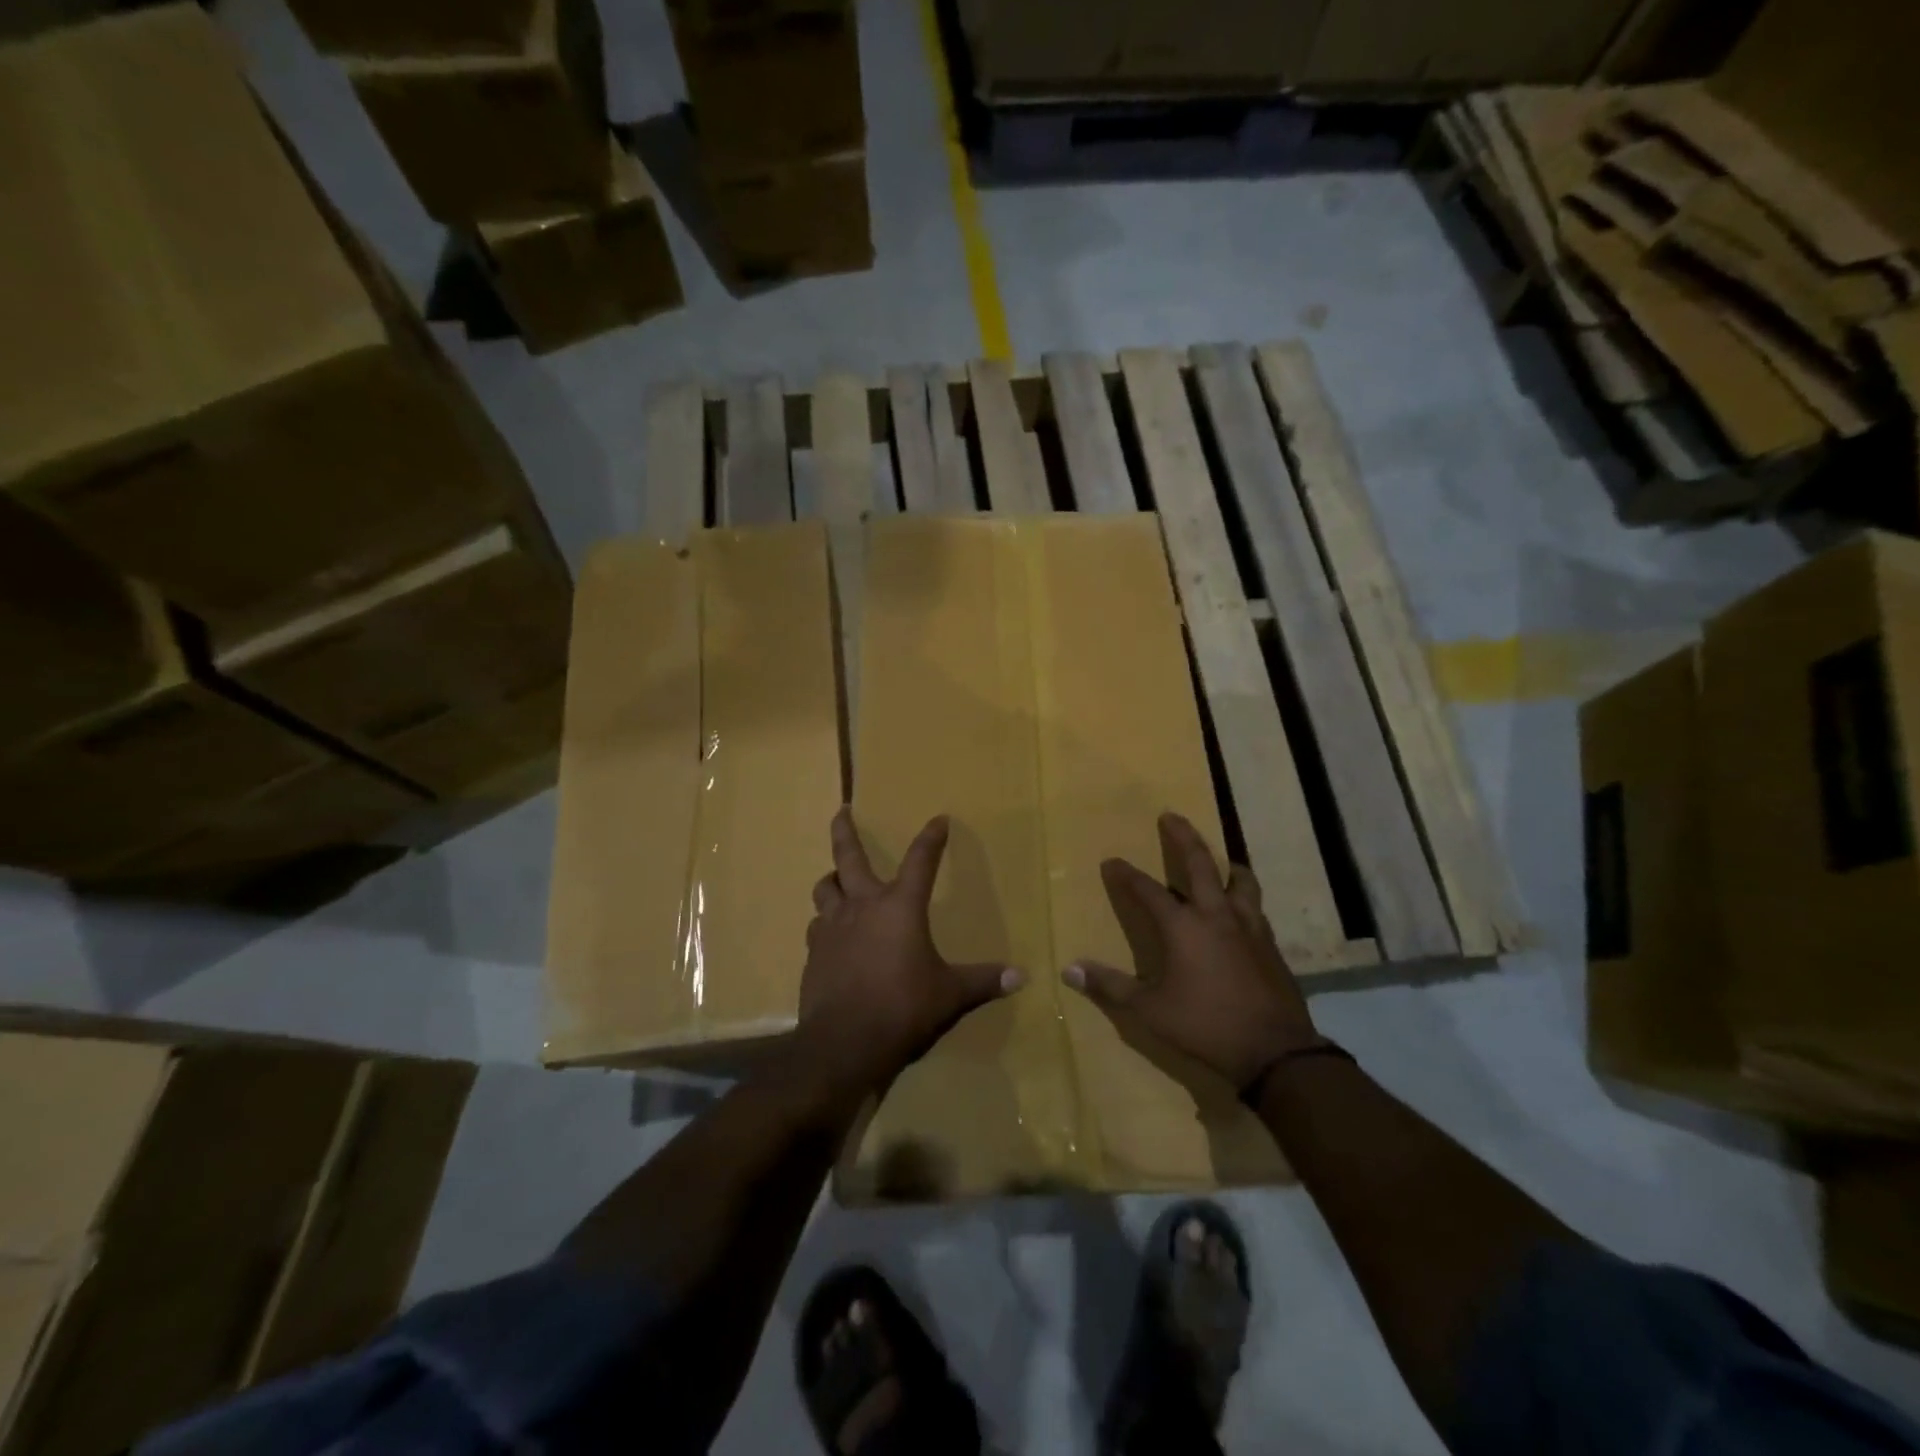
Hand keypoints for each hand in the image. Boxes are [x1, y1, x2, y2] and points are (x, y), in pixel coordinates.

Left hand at [798, 808, 1021, 1087]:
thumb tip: (1021, 977)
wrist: (844, 1042)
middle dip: (846, 830)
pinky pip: (818, 926)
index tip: (939, 820)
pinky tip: (833, 935)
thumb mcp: (950, 995)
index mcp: (900, 907)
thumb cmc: (903, 1008)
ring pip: (825, 888)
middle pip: (848, 856)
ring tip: (838, 880)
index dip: (931, 838)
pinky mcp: (814, 952)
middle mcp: (863, 906)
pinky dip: (826, 922)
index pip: (921, 860)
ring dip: (832, 880)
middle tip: (842, 811)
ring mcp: (833, 927)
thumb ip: (983, 981)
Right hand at [1062, 813, 1319, 1090]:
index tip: (1112, 862)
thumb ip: (1110, 987)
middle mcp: (1216, 915)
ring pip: (1240, 881)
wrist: (1275, 1050)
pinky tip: (1242, 909)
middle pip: (1200, 863)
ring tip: (1223, 859)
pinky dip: (1245, 898)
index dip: (1127, 875)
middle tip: (1171, 816)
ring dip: (1227, 864)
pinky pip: (1256, 908)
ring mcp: (1249, 927)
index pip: (1147, 890)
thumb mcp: (1150, 1010)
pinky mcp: (1271, 945)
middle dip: (1183, 836)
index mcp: (1183, 926)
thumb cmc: (1205, 1025)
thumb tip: (1069, 970)